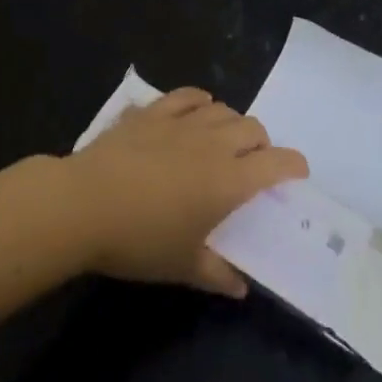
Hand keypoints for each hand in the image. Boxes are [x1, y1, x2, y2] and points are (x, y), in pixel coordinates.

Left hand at [65, 88, 308, 296]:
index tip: (297, 173)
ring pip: (223, 109)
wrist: (84, 204)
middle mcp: (213, 143)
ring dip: (232, 123)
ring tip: (224, 140)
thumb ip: (217, 275)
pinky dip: (199, 101)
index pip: (277, 163)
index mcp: (229, 180)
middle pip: (253, 129)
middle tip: (253, 164)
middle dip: (262, 144)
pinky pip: (187, 96)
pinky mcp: (153, 112)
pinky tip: (196, 109)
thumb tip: (241, 286)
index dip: (294, 165)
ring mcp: (181, 122)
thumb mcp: (182, 266)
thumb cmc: (139, 241)